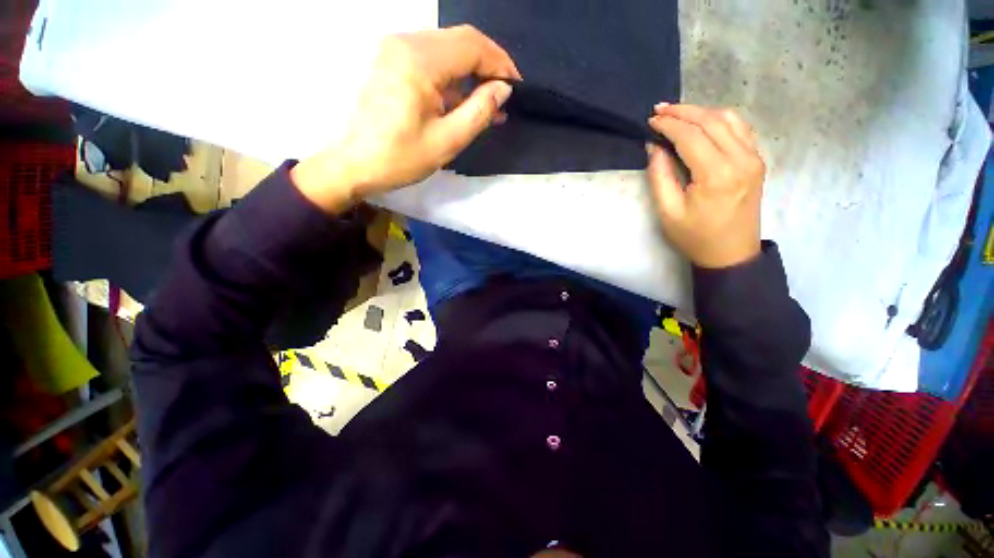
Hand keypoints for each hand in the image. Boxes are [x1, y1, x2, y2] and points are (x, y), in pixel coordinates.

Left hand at [292, 26, 520, 212]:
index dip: (500, 63)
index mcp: (420, 60)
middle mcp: (407, 42)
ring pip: (447, 48)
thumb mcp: (448, 140)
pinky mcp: (392, 61)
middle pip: (461, 40)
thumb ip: (479, 111)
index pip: (472, 46)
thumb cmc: (402, 157)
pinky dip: (453, 76)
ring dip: (471, 71)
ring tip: (489, 102)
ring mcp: (396, 49)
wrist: (356, 164)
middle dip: (488, 64)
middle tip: (505, 94)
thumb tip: (503, 90)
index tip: (516, 87)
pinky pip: (432, 59)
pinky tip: (464, 99)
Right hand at [646, 104, 764, 268]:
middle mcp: (741, 159)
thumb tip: (655, 147)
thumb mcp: (668, 211)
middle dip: (683, 112)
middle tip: (659, 109)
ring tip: (678, 113)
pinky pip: (740, 129)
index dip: (669, 125)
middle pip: (711, 121)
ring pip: (729, 119)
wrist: (731, 253)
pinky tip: (703, 122)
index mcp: (717, 174)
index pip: (691, 136)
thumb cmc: (695, 236)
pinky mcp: (756, 161)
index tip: (650, 121)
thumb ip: (660, 176)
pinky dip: (719, 119)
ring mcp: (754, 158)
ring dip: (701, 111)